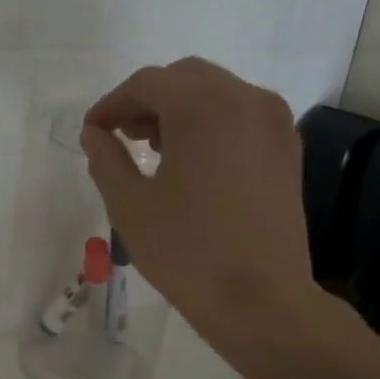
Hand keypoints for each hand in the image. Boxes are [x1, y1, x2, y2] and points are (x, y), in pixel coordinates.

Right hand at [82, 58, 316, 343]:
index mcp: (202, 106)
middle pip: (185, 79)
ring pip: (217, 93)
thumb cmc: (187, 252)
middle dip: (147, 100)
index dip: (112, 103)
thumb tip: (94, 134)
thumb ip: (106, 160)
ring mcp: (273, 122)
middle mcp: (244, 98)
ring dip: (180, 109)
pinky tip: (193, 160)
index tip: (92, 131)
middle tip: (121, 135)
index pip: (147, 83)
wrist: (261, 299)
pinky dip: (211, 123)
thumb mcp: (130, 206)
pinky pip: (241, 116)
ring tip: (153, 148)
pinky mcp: (287, 148)